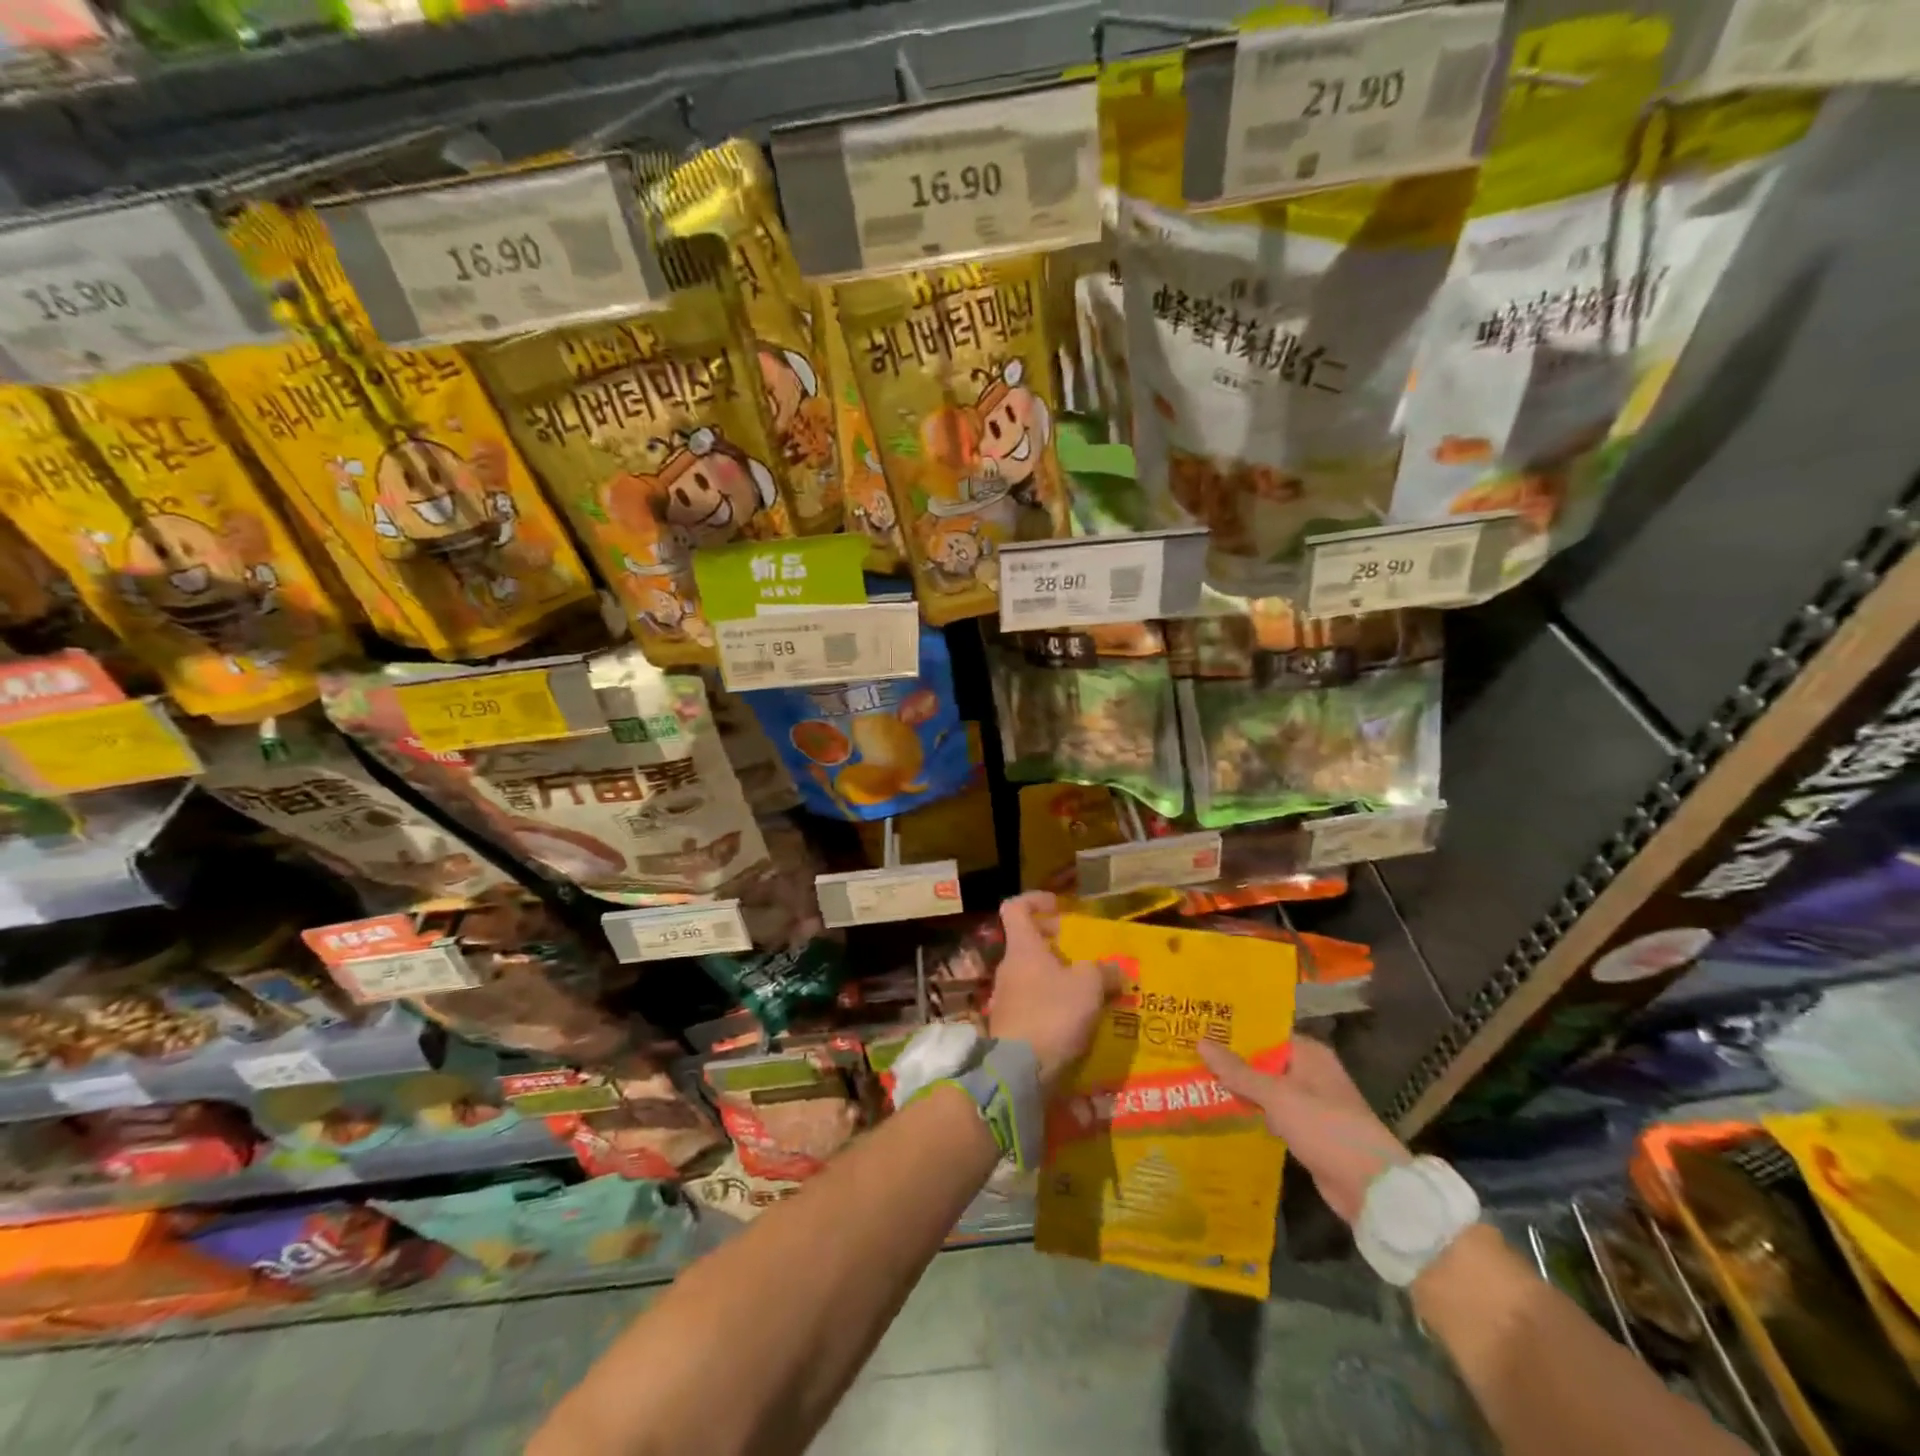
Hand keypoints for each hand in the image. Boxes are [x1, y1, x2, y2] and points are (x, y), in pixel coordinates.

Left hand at [986, 892, 1116, 1089]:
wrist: (1019, 1071)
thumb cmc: (1052, 1014)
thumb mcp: (1088, 987)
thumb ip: (1103, 971)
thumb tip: (1116, 968)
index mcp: (1022, 948)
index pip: (1015, 908)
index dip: (1035, 900)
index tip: (1059, 906)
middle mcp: (1009, 968)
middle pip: (1027, 943)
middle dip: (1054, 943)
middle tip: (1082, 953)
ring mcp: (1006, 998)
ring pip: (1031, 975)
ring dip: (1056, 977)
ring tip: (1087, 990)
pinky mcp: (1010, 1026)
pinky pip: (1033, 1003)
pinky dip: (1053, 1004)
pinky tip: (1076, 1020)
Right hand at [1198, 1036, 1410, 1224]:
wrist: (1372, 1189)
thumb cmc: (1326, 1128)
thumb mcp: (1278, 1097)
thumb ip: (1239, 1072)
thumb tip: (1201, 1042)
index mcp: (1309, 1054)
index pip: (1265, 1032)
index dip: (1234, 1031)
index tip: (1199, 1027)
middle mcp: (1310, 1073)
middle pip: (1263, 1060)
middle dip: (1231, 1061)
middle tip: (1188, 1053)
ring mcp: (1310, 1103)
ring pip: (1265, 1088)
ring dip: (1239, 1088)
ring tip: (1196, 1078)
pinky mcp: (1307, 1131)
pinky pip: (1272, 1113)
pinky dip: (1252, 1112)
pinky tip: (1221, 1111)